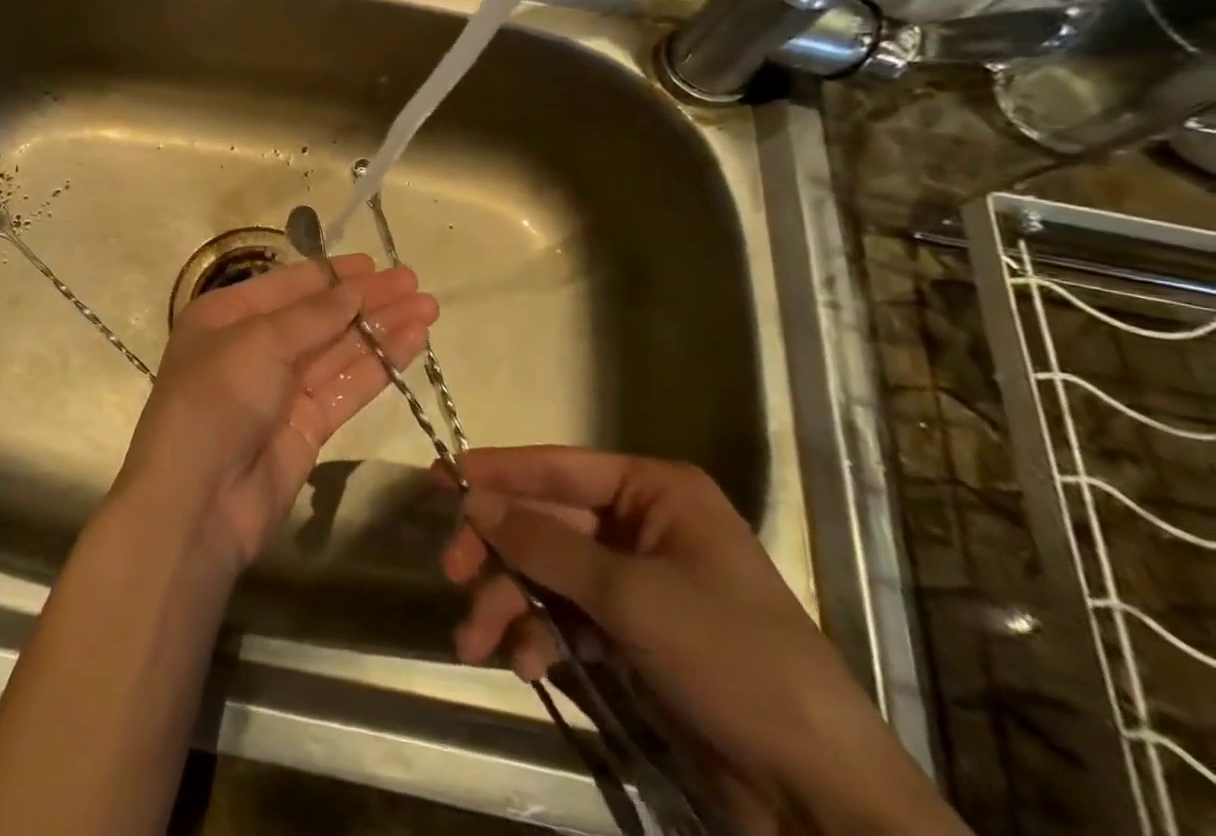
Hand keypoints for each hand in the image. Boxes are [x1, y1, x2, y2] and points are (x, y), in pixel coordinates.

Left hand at [116, 254, 436, 570]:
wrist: (197, 502)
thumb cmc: (216, 400)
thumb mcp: (259, 342)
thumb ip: (312, 315)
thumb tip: (356, 289)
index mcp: (227, 316)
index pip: (289, 285)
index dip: (334, 274)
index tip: (376, 264)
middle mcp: (254, 346)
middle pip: (320, 316)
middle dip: (366, 299)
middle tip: (414, 283)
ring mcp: (282, 388)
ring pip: (340, 349)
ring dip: (381, 329)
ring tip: (428, 307)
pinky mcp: (307, 426)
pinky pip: (347, 386)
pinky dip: (379, 365)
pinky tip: (412, 342)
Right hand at [440, 447, 967, 835]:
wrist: (821, 796)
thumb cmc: (731, 659)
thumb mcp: (630, 595)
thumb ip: (544, 544)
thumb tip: (472, 496)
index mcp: (656, 491)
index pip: (560, 467)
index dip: (501, 471)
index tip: (442, 476)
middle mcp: (643, 525)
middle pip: (548, 524)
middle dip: (500, 552)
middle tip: (452, 571)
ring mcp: (638, 582)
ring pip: (550, 574)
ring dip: (510, 603)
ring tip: (475, 642)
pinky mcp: (635, 636)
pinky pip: (569, 618)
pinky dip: (541, 636)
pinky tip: (524, 664)